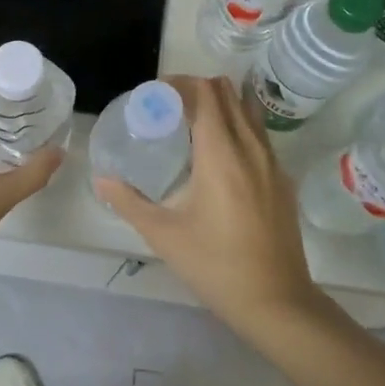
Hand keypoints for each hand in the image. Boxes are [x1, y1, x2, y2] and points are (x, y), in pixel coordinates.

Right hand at [95, 76, 323, 334]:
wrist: (276, 301)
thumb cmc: (215, 265)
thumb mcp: (164, 235)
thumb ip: (129, 202)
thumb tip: (101, 180)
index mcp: (221, 154)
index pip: (205, 94)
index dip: (180, 84)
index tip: (156, 94)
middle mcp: (251, 148)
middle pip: (229, 94)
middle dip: (198, 89)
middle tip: (169, 108)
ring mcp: (273, 163)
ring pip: (248, 113)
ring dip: (221, 106)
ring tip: (192, 126)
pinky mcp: (283, 181)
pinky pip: (259, 137)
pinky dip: (238, 129)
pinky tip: (219, 159)